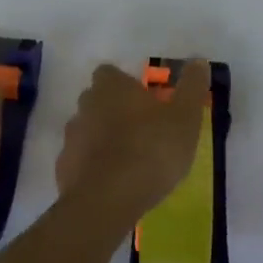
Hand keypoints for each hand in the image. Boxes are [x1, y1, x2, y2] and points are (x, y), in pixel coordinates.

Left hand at [56, 60, 211, 220]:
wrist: (106, 200)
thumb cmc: (150, 150)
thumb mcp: (184, 118)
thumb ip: (191, 87)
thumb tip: (198, 61)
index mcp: (111, 87)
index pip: (110, 73)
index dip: (125, 84)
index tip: (143, 100)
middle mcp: (86, 104)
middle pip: (96, 99)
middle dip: (112, 110)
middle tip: (139, 130)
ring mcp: (71, 136)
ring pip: (87, 129)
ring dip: (102, 139)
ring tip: (127, 160)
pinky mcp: (64, 168)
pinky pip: (79, 161)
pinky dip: (92, 167)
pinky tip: (111, 184)